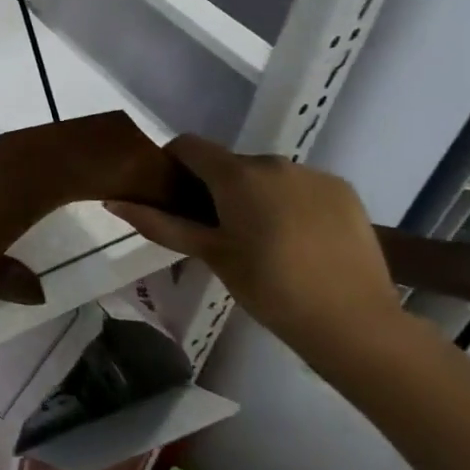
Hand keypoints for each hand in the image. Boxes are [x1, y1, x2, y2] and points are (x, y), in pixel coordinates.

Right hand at [105, 134, 403, 362]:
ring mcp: (313, 175)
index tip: (173, 198)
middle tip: (216, 230)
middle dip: (216, 187)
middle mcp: (274, 162)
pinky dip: (289, 203)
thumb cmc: (269, 288)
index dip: (173, 165)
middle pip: (228, 163)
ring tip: (261, 239)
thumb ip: (160, 224)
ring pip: (266, 175)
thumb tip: (113, 201)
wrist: (355, 324)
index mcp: (237, 174)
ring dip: (254, 195)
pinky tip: (297, 240)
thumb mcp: (210, 255)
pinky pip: (300, 186)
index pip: (189, 145)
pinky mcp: (344, 191)